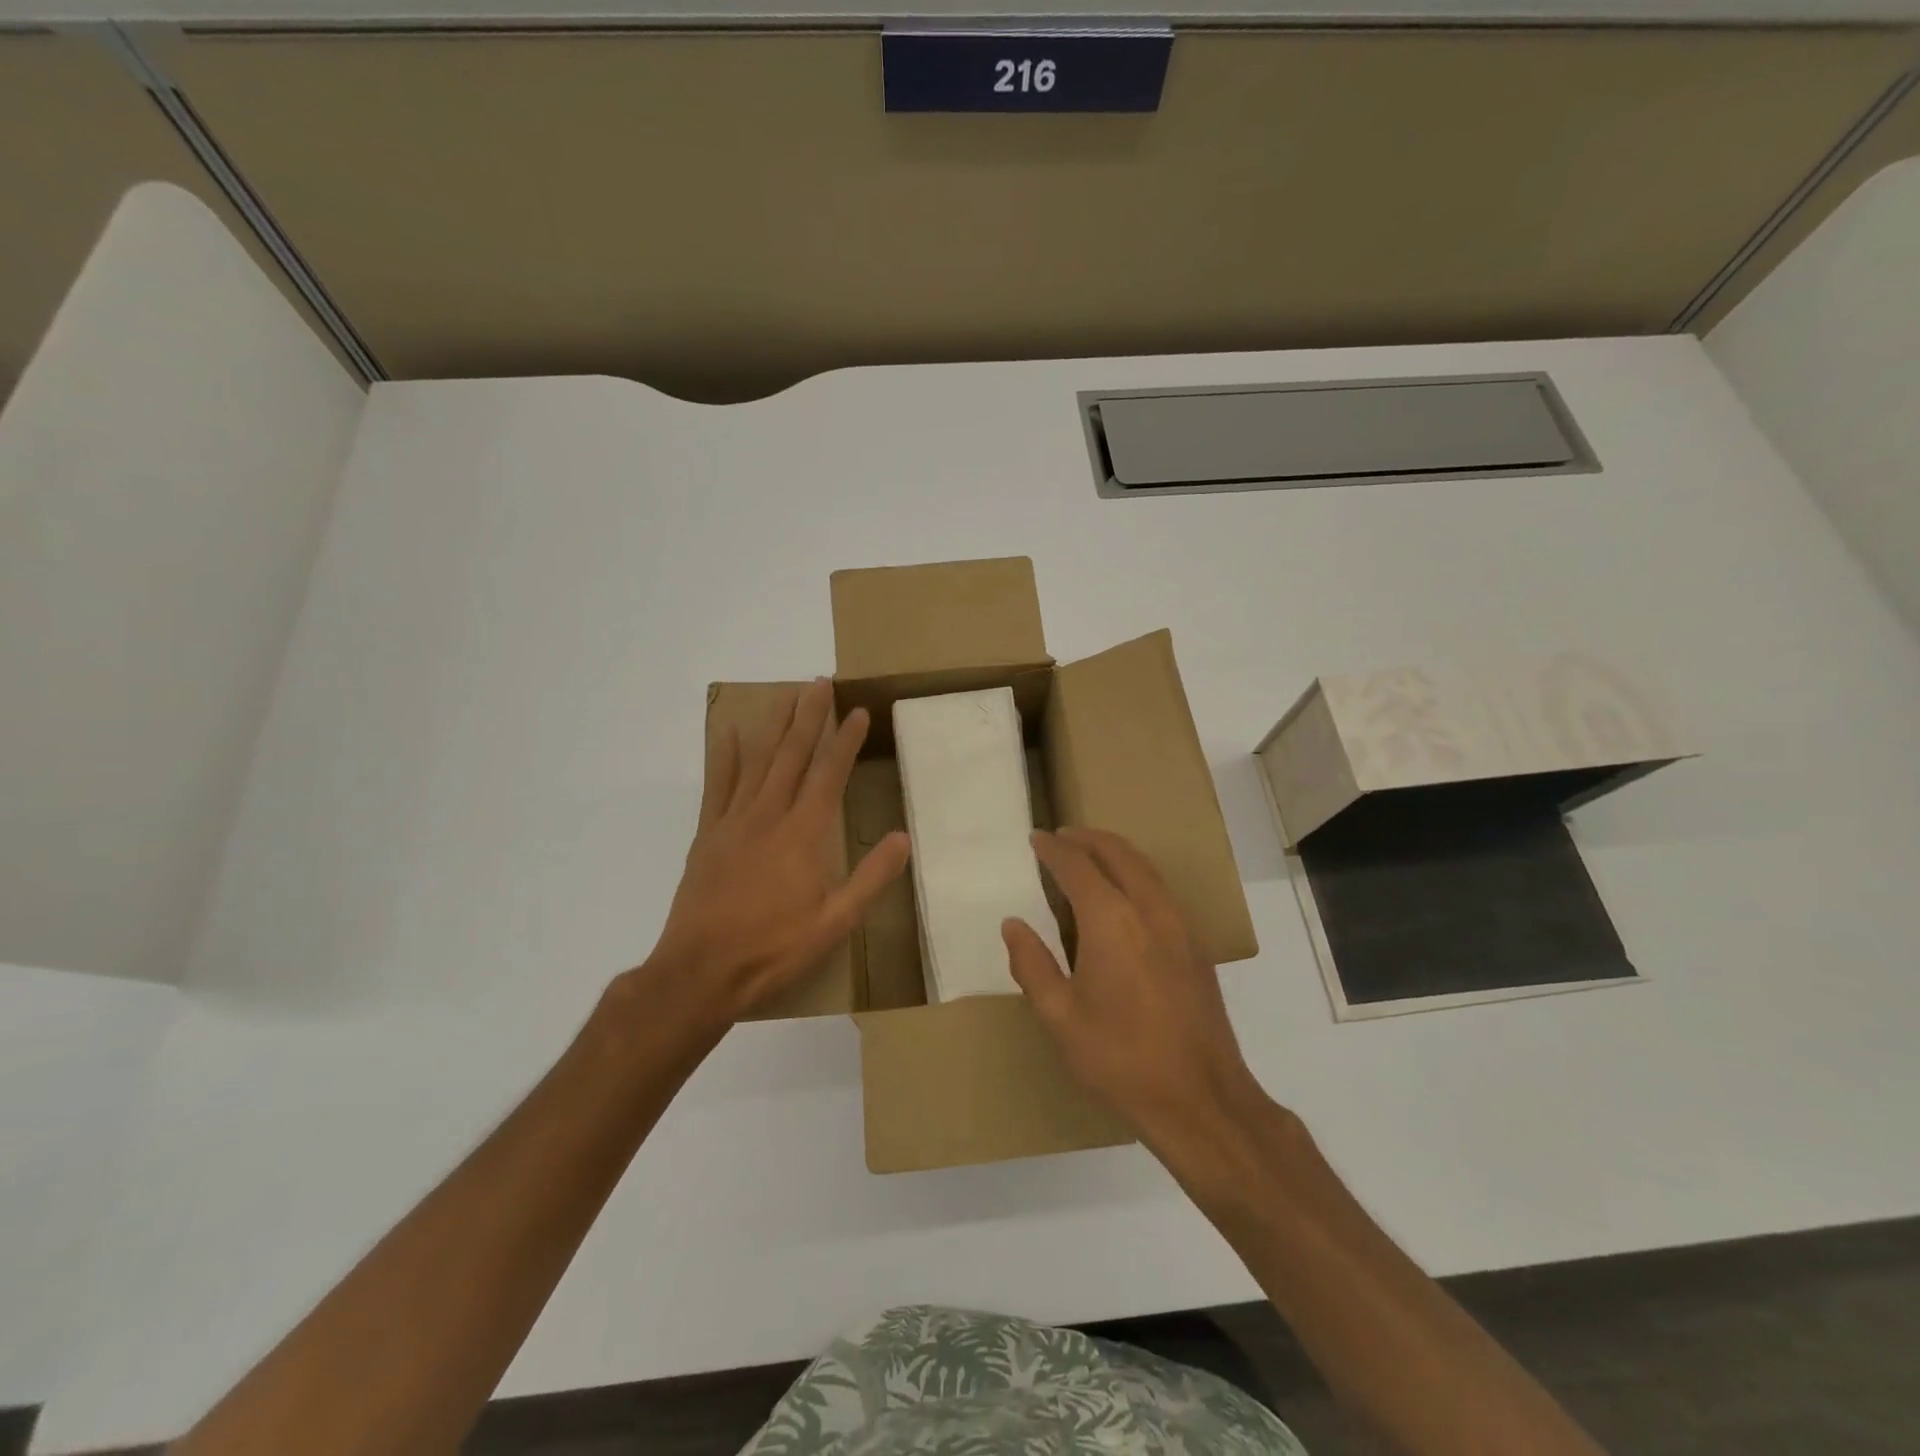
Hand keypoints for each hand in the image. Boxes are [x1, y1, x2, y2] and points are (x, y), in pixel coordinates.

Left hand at [651, 678, 909, 1021]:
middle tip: (819, 682)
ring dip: (775, 726)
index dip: (845, 740)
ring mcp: (734, 822)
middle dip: (809, 717)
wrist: (701, 972)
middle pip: (792, 755)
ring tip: (787, 695)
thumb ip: (871, 877)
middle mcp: (769, 816)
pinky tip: (728, 733)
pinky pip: (717, 786)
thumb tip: (902, 837)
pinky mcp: (708, 835)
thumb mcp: (835, 922)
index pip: (829, 774)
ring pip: (758, 762)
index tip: (859, 711)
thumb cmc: (773, 948)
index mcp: (803, 834)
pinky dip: (724, 757)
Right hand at [1003, 828, 1262, 1145]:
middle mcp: (1149, 909)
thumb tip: (1013, 924)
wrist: (1201, 1099)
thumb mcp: (1060, 1017)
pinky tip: (1123, 897)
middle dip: (1088, 839)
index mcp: (1111, 920)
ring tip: (1089, 856)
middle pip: (1118, 853)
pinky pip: (1161, 890)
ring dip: (1115, 853)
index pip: (1077, 866)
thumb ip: (1032, 964)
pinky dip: (1136, 874)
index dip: (1054, 849)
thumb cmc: (1120, 1058)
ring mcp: (1179, 925)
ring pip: (1145, 868)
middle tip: (1062, 836)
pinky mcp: (1195, 946)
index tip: (1036, 838)